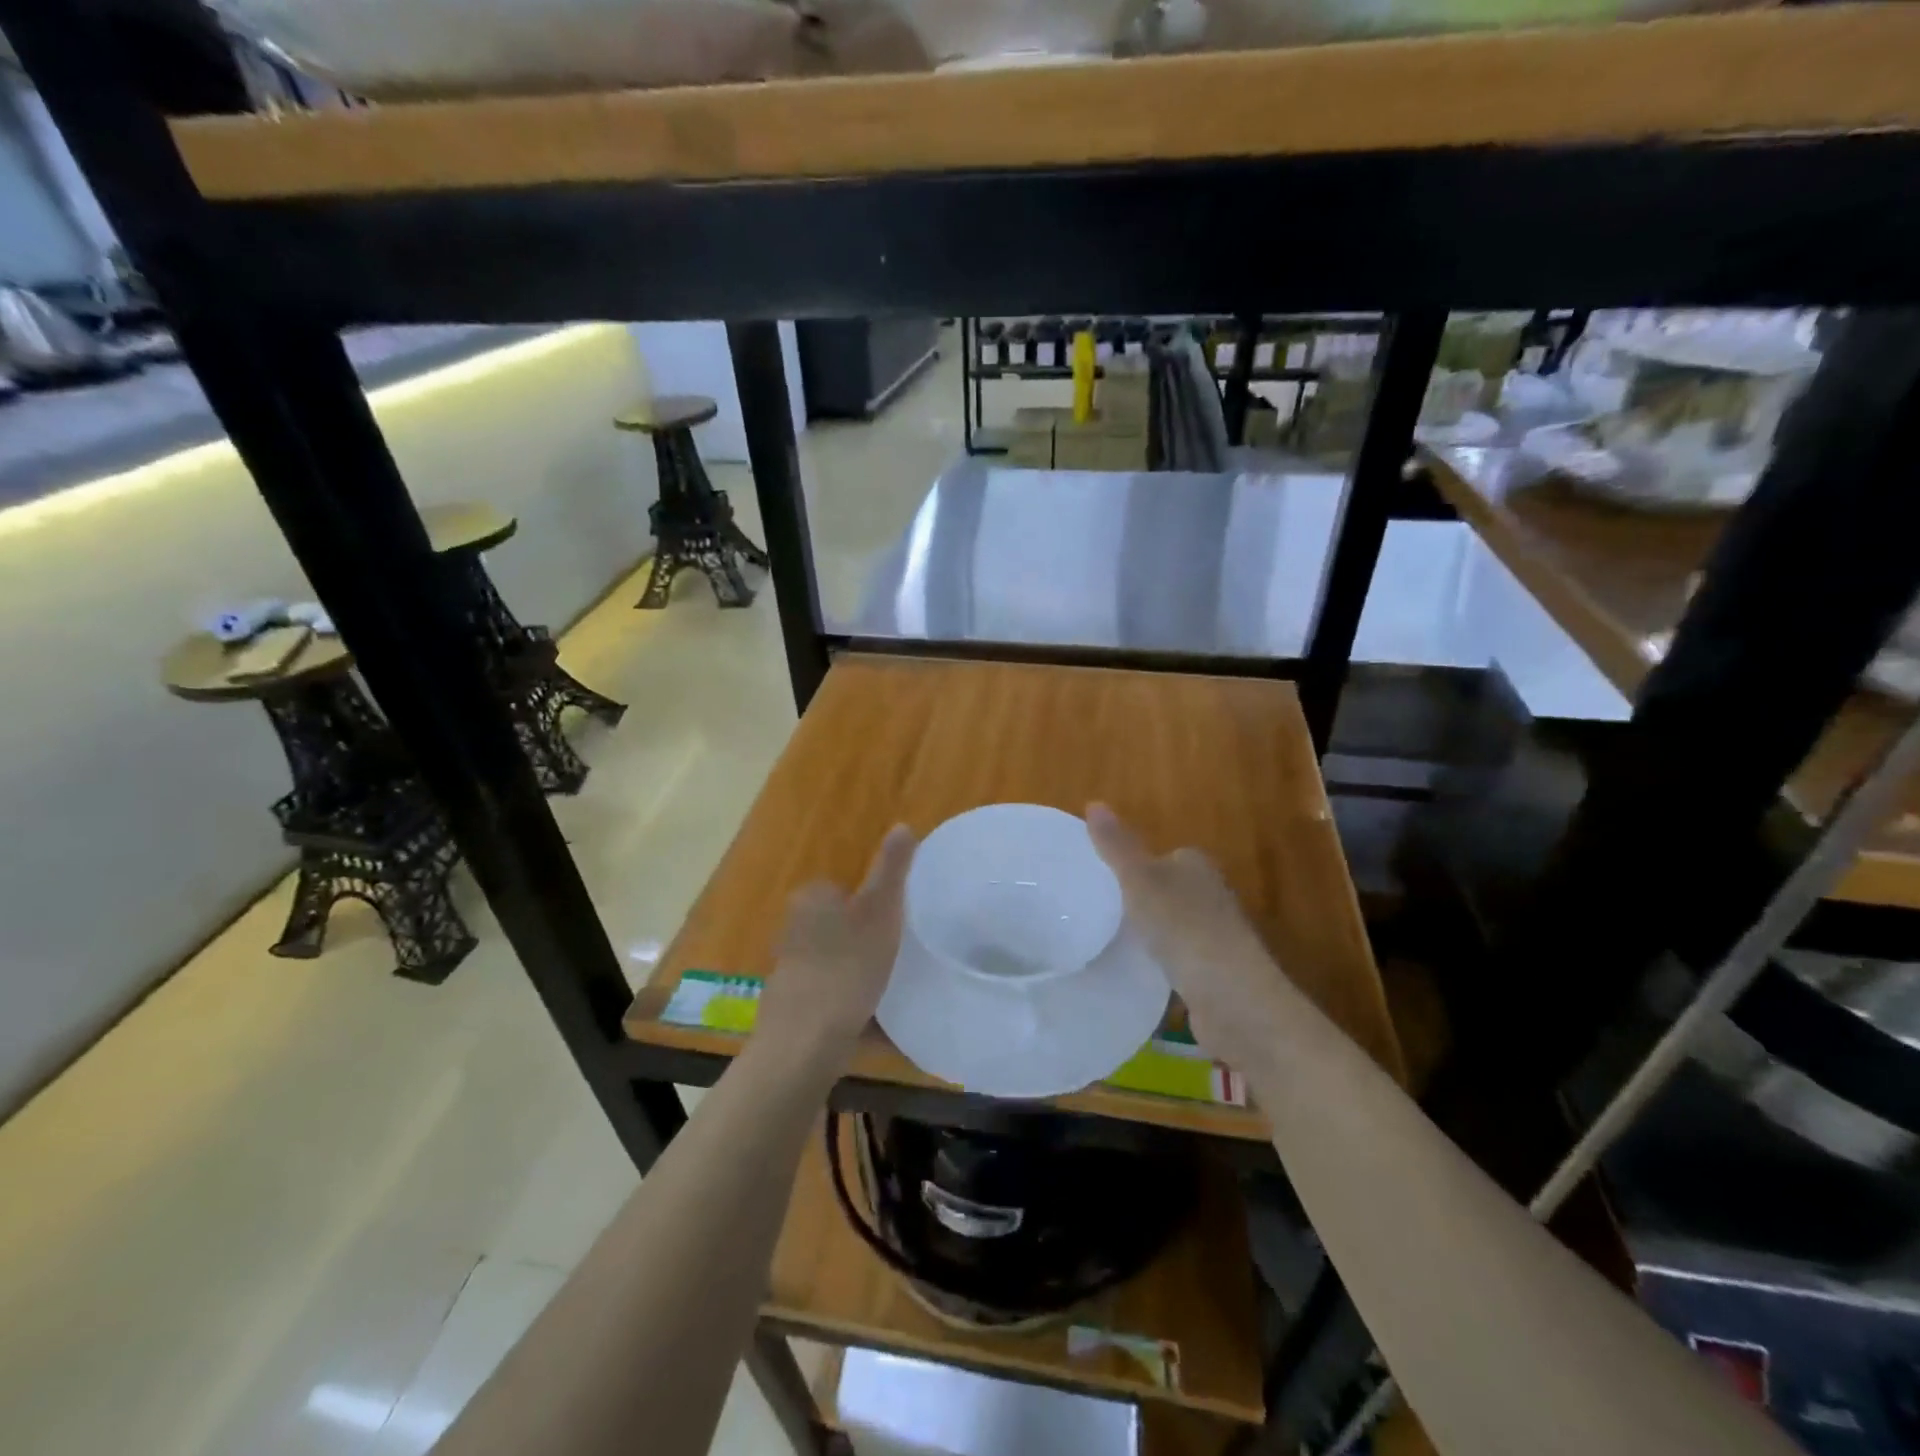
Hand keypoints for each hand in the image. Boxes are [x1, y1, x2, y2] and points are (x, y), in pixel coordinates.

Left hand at [753, 826, 916, 1072]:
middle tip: (900, 956)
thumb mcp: (880, 911)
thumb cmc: (846, 968)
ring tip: (893, 992)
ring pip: (838, 965)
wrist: (805, 1045)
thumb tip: (902, 824)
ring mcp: (793, 972)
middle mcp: (794, 931)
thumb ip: (891, 869)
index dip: (874, 905)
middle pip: (842, 928)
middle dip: (867, 941)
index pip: (845, 889)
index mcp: (811, 901)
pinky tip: (878, 1025)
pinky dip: (855, 1009)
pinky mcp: (796, 1010)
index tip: (898, 924)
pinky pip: (835, 1000)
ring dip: (862, 977)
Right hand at [1087, 803, 1303, 1075]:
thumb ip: (1116, 846)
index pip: (1163, 856)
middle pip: (1168, 891)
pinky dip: (1161, 965)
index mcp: (1197, 866)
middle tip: (1099, 913)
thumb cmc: (1184, 928)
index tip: (1102, 883)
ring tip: (1111, 943)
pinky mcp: (1215, 973)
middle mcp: (1212, 895)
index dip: (1135, 867)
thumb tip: (1094, 803)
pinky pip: (1178, 960)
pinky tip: (1139, 974)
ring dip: (1151, 935)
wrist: (1233, 999)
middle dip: (1141, 901)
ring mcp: (1217, 937)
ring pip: (1173, 926)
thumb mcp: (1140, 880)